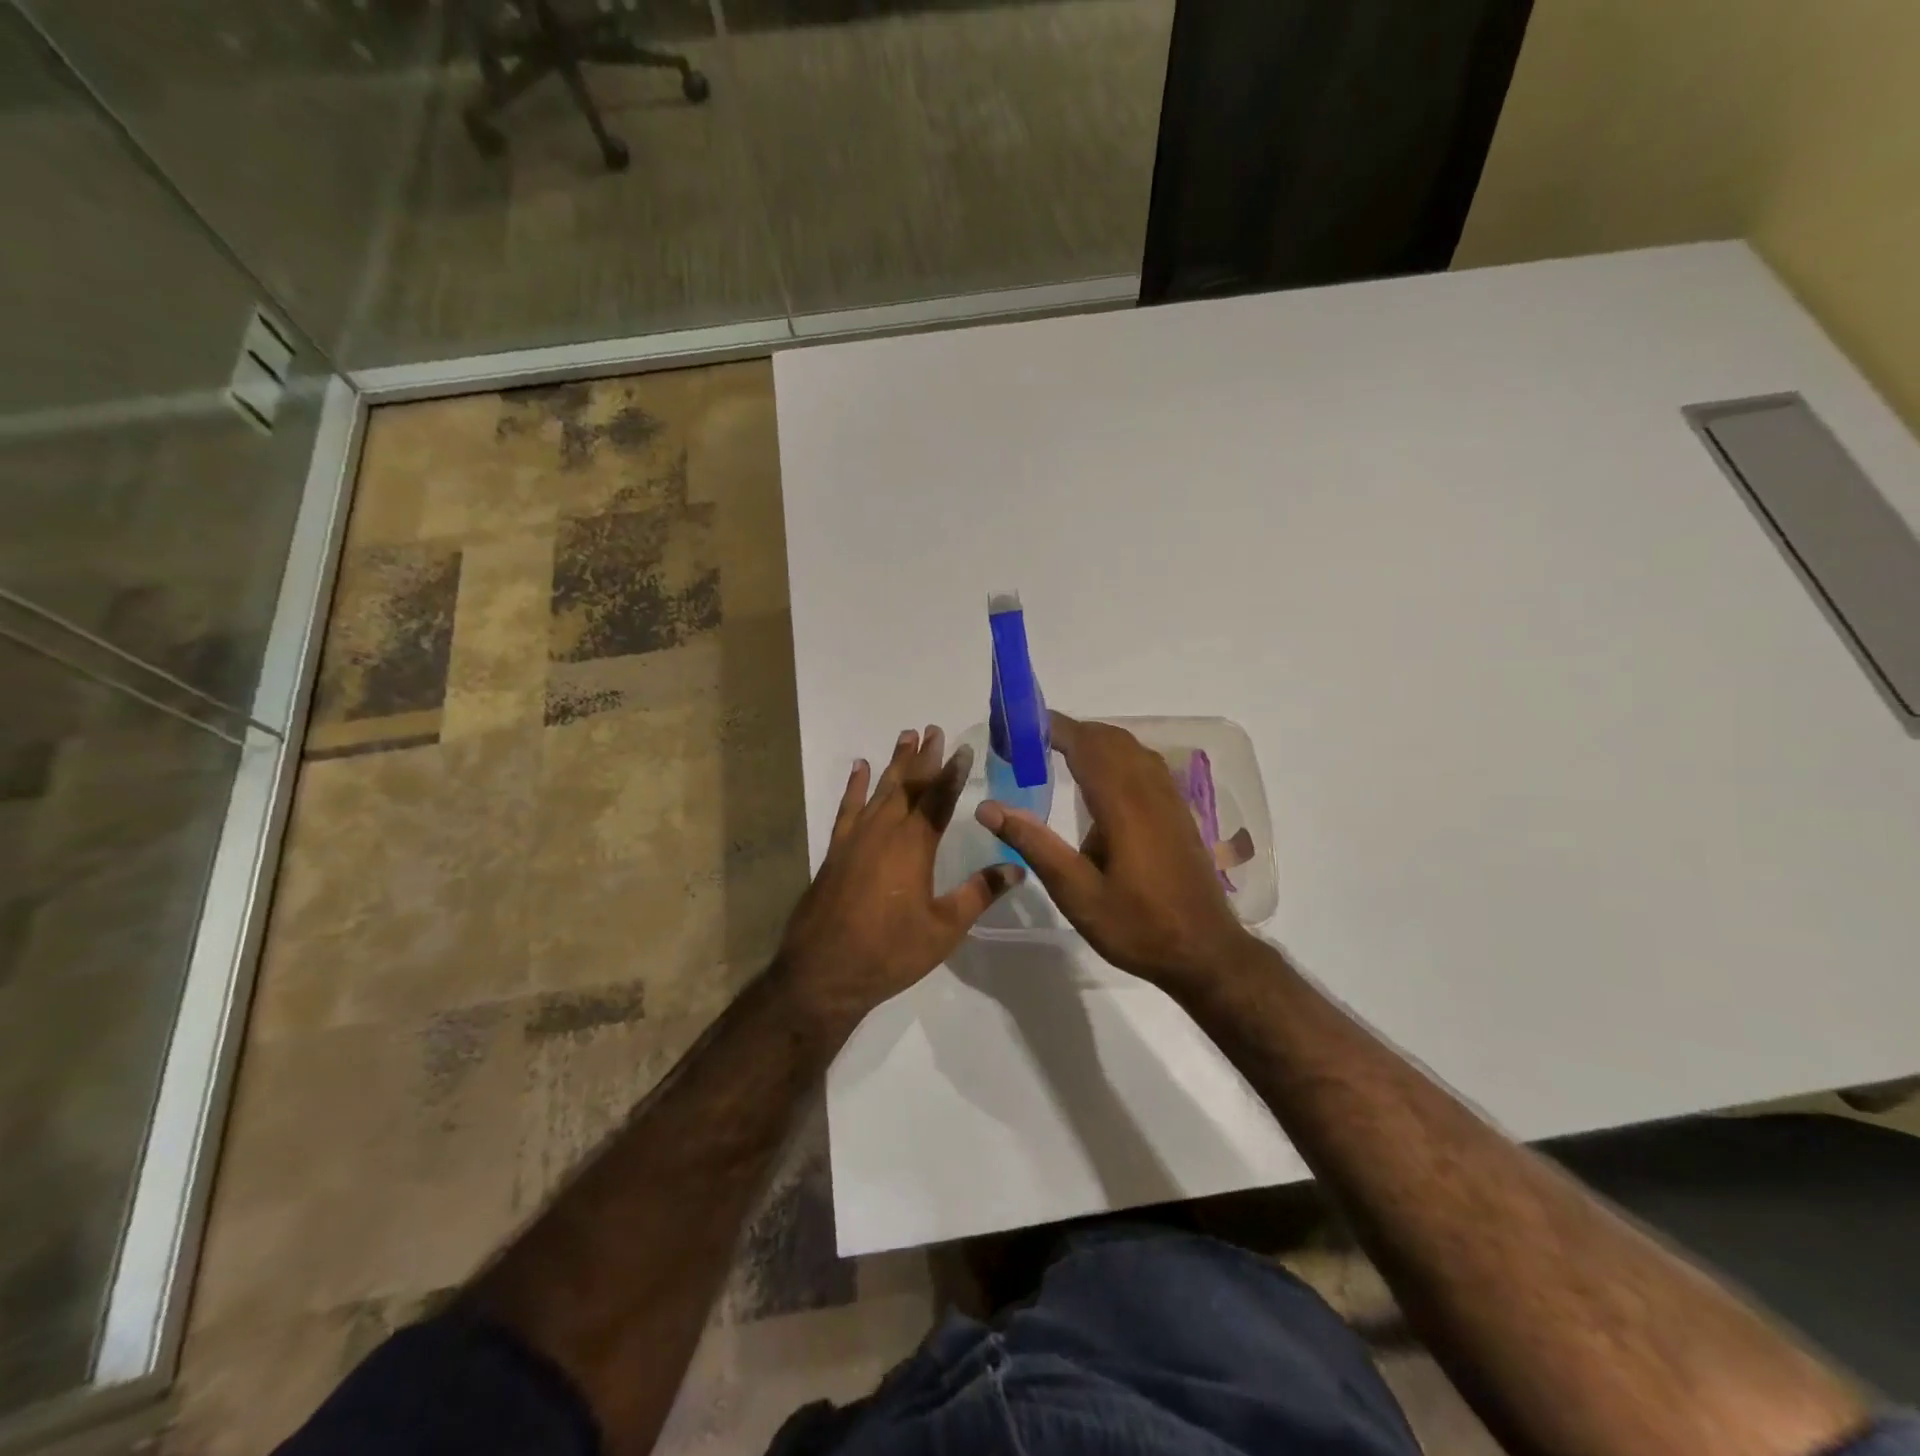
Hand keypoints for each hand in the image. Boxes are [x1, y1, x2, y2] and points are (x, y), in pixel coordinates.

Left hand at [777, 726, 1023, 1030]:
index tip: (964, 748)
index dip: (953, 772)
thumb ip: (979, 893)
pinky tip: (859, 768)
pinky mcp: (836, 850)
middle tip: (933, 729)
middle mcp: (884, 831)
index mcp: (914, 846)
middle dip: (924, 757)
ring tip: (906, 737)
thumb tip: (1017, 867)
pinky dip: (854, 786)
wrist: (824, 972)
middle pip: (909, 785)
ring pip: (879, 790)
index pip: (940, 798)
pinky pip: (847, 808)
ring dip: (895, 763)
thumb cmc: (890, 952)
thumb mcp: (944, 928)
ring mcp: (855, 838)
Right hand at [975, 712, 1255, 990]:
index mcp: (1123, 805)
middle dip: (1071, 731)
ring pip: (1131, 748)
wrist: (1206, 952)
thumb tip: (988, 807)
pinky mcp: (1178, 812)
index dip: (1054, 728)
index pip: (1086, 746)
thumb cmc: (1137, 926)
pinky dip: (1117, 755)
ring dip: (1095, 741)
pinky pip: (1146, 764)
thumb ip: (1035, 845)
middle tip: (1031, 742)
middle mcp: (1149, 791)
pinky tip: (1101, 781)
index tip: (1021, 725)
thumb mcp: (1077, 894)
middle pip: (1109, 739)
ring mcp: (1169, 799)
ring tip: (1059, 754)